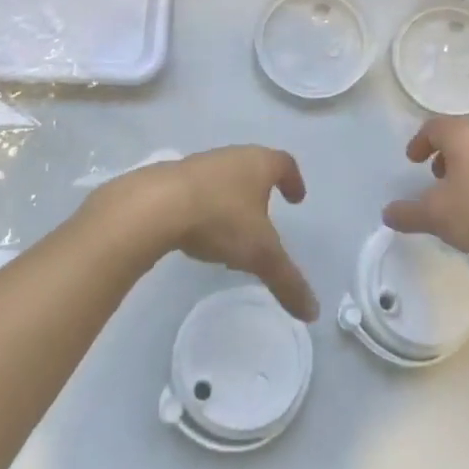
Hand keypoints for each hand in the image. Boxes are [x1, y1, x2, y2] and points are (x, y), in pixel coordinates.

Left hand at [93, 146, 318, 320]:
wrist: (155, 206)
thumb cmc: (219, 218)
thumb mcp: (259, 254)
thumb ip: (287, 281)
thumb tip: (313, 312)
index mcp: (258, 163)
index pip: (284, 163)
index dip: (293, 180)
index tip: (296, 198)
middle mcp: (231, 156)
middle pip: (252, 167)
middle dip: (261, 190)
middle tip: (265, 215)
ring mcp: (198, 164)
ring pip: (223, 178)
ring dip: (231, 198)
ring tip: (231, 229)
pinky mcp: (170, 178)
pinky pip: (197, 189)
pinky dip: (204, 205)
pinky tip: (198, 230)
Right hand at [382, 117, 468, 269]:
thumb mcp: (436, 216)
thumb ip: (407, 213)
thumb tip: (387, 213)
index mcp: (463, 136)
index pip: (434, 126)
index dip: (420, 142)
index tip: (413, 160)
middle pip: (462, 136)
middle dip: (445, 154)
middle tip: (436, 177)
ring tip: (463, 196)